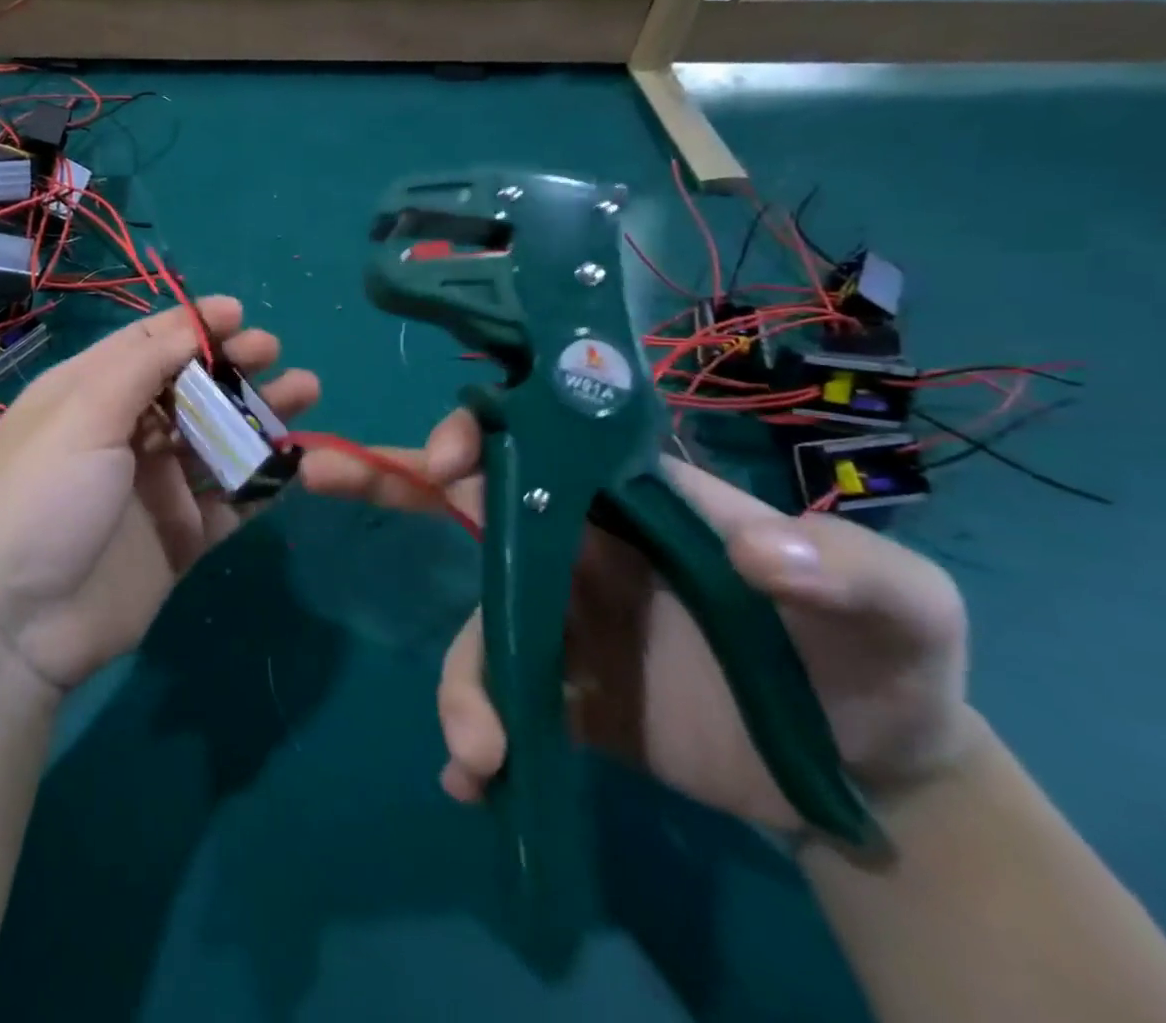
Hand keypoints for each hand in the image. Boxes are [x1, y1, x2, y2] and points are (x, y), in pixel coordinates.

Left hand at [0, 297, 318, 695]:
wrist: (15, 627)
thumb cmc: (42, 498)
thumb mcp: (82, 415)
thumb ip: (143, 365)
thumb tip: (193, 322)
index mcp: (88, 395)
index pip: (147, 346)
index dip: (192, 326)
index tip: (239, 314)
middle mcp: (122, 434)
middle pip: (189, 388)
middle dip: (231, 365)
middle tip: (271, 353)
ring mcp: (153, 486)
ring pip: (216, 438)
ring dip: (257, 414)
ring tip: (305, 393)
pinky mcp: (179, 535)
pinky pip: (229, 498)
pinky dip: (261, 478)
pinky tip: (295, 460)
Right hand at [301, 409, 983, 834]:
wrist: (865, 773)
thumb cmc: (875, 657)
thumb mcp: (896, 604)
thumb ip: (842, 566)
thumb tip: (750, 551)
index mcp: (628, 496)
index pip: (533, 440)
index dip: (477, 435)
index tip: (447, 465)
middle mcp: (576, 541)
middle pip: (467, 500)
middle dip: (392, 480)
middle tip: (318, 471)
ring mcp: (557, 615)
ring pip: (473, 620)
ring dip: (458, 679)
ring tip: (476, 747)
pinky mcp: (557, 691)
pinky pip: (492, 695)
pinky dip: (472, 731)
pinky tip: (472, 779)